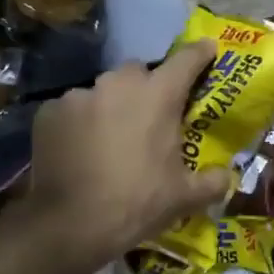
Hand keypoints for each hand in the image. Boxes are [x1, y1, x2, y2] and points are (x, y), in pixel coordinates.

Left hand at [23, 40, 229, 272]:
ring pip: (103, 90)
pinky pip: (72, 109)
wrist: (70, 224)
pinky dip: (79, 123)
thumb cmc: (136, 204)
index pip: (186, 59)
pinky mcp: (49, 111)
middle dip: (147, 88)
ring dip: (111, 106)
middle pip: (139, 72)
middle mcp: (118, 84)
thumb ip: (213, 181)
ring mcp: (79, 95)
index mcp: (158, 96)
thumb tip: (224, 175)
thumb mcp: (185, 198)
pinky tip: (79, 148)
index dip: (200, 53)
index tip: (208, 49)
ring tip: (110, 137)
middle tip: (150, 117)